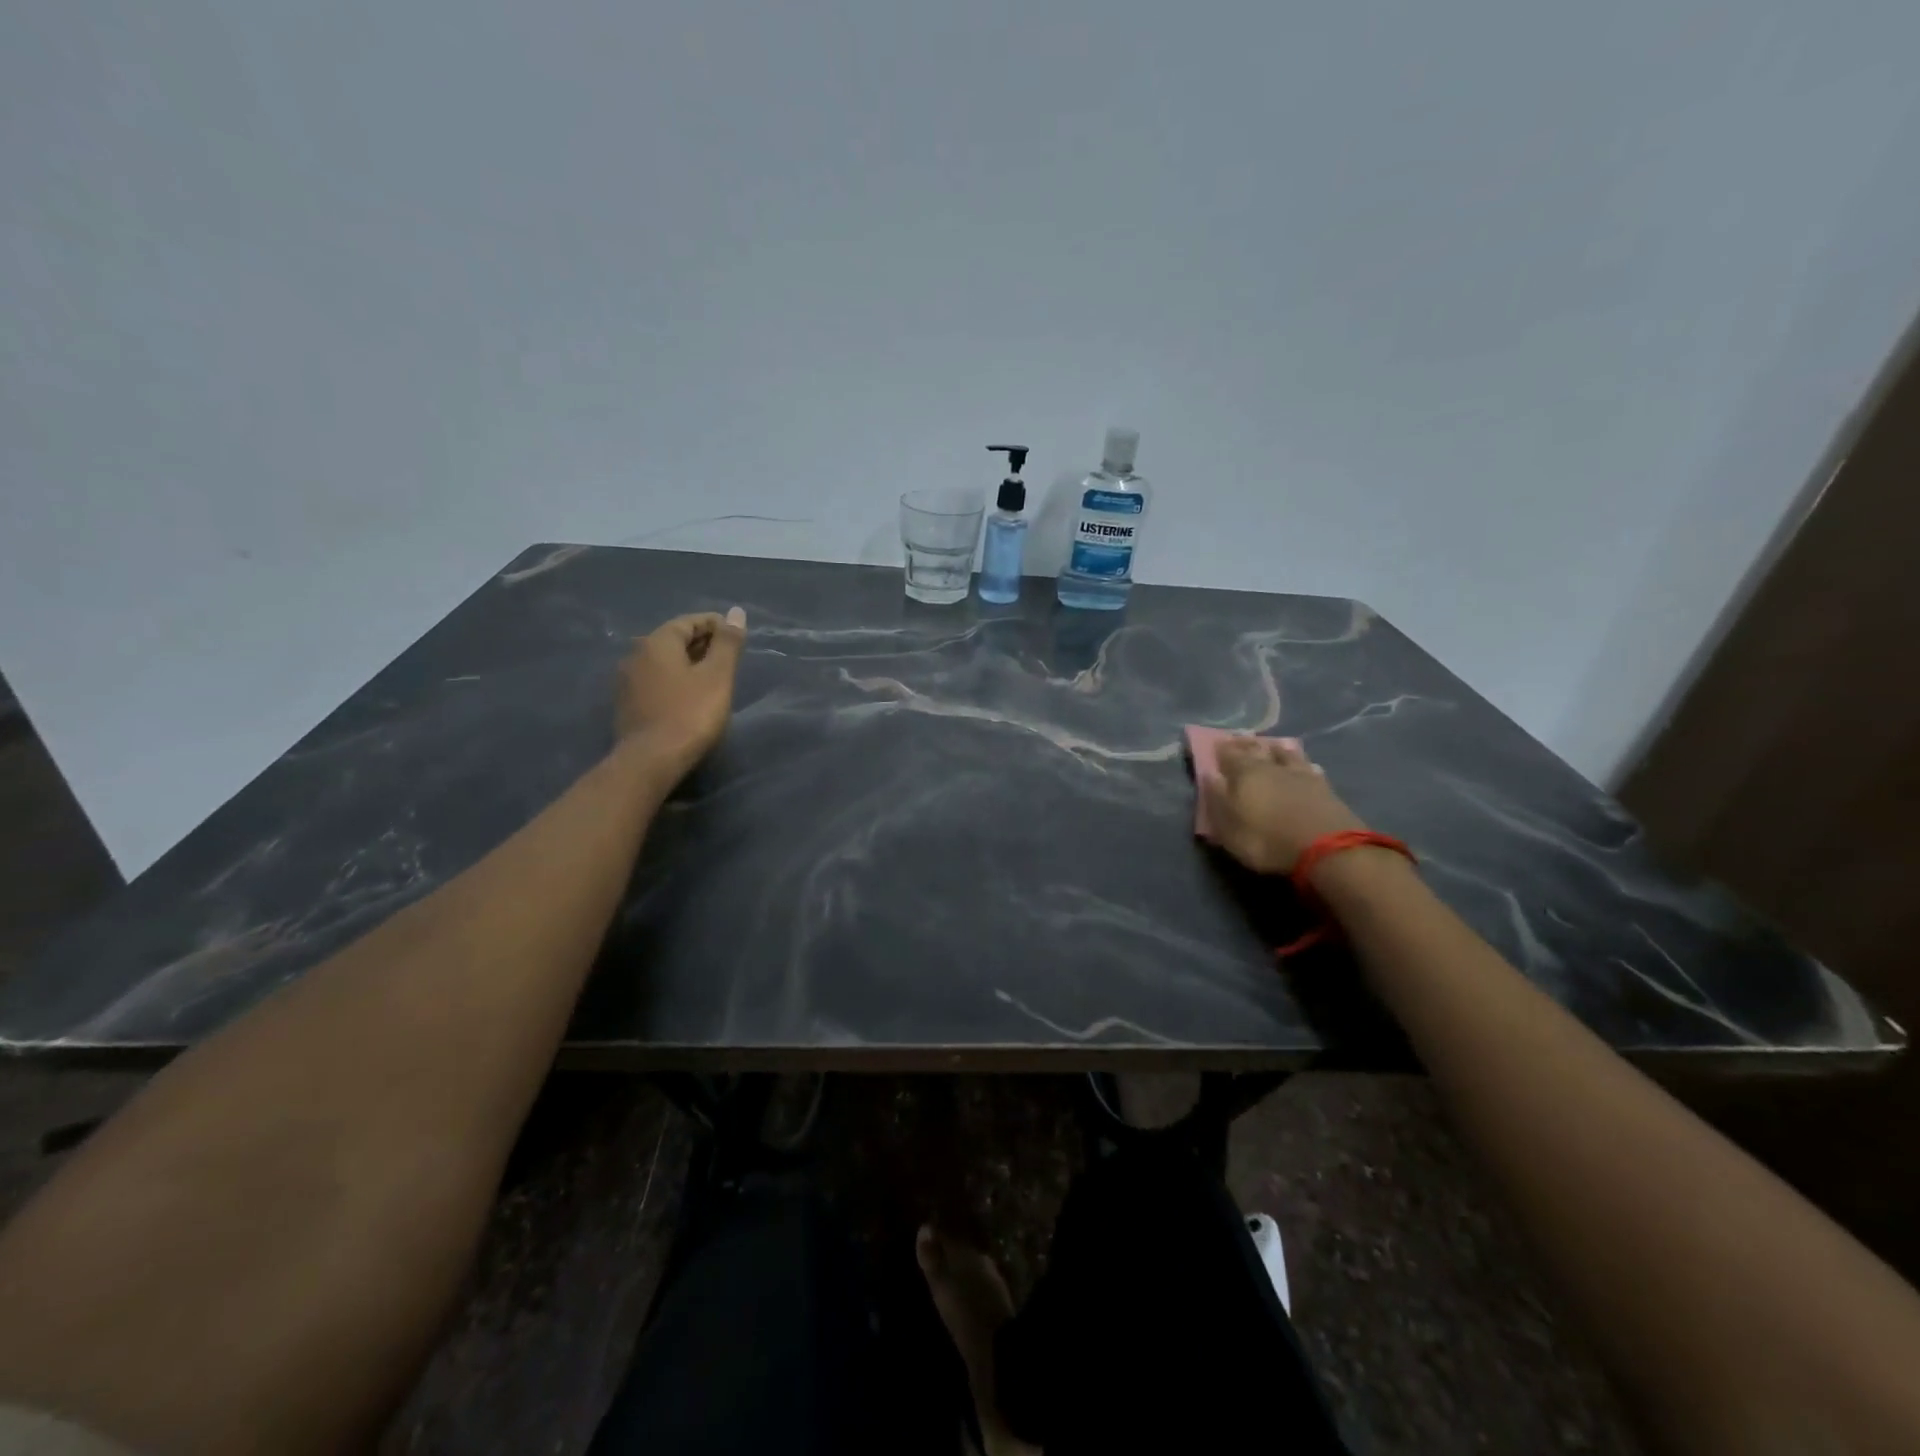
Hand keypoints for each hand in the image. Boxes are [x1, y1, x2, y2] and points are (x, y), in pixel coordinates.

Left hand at [615, 607, 746, 771]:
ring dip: (688, 663)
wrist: (650, 761)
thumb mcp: (718, 676)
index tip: (737, 637)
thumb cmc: (690, 714)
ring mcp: (627, 681)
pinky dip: (675, 680)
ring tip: (713, 678)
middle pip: (674, 640)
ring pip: (664, 662)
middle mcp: (636, 654)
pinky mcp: (627, 705)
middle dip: (702, 643)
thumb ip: (728, 643)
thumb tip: (737, 612)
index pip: (689, 621)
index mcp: (657, 642)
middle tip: (729, 658)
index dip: (716, 625)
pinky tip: (690, 696)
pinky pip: (656, 681)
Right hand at [1199, 735, 1366, 875]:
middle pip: (1257, 750)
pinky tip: (1305, 764)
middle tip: (1240, 738)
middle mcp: (1271, 767)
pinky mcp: (1324, 787)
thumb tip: (1209, 775)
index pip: (1228, 755)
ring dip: (1276, 749)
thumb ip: (1216, 799)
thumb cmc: (1267, 839)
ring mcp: (1301, 774)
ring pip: (1285, 754)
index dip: (1221, 749)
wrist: (1327, 849)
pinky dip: (1302, 763)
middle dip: (1246, 744)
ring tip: (1272, 745)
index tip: (1215, 742)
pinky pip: (1308, 767)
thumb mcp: (1229, 827)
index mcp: (1244, 773)